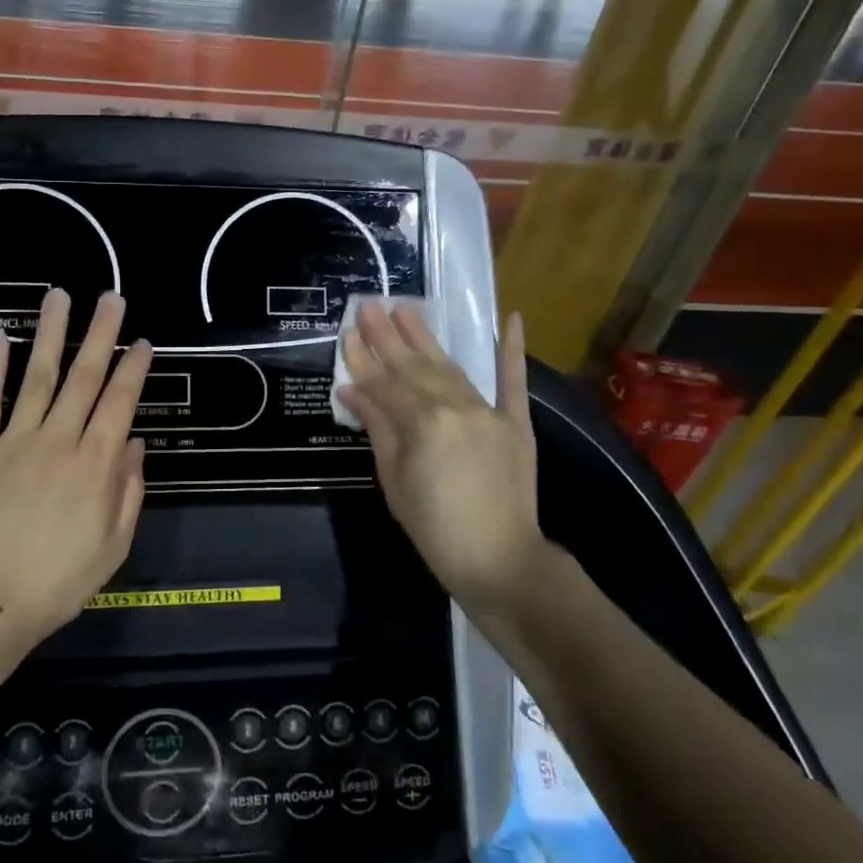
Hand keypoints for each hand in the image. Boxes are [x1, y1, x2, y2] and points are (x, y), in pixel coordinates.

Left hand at [0, 288, 152, 647]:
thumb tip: (135, 443)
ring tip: (59, 296)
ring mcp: (14, 440)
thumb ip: (128, 491)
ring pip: (37, 377)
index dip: (134, 369)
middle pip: (84, 378)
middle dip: (101, 334)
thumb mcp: (113, 547)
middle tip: (111, 298)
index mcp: (95, 465)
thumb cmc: (57, 582)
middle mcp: (58, 440)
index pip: (120, 403)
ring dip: (51, 334)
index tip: (144, 341)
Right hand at [337, 302, 557, 608]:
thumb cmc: (434, 527)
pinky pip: (512, 381)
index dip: (362, 359)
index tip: (347, 331)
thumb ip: (377, 428)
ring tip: (406, 308)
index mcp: (421, 423)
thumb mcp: (393, 480)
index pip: (383, 383)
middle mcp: (454, 407)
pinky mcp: (515, 422)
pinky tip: (511, 319)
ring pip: (449, 367)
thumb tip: (353, 390)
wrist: (499, 558)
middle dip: (387, 335)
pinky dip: (511, 351)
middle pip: (412, 366)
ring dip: (425, 337)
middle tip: (369, 304)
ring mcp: (487, 412)